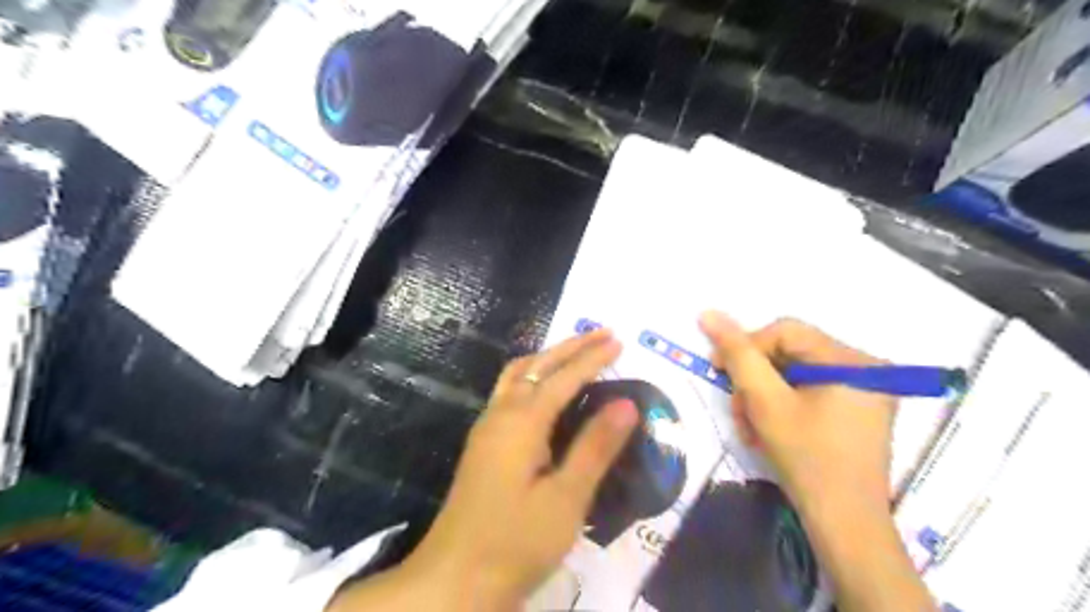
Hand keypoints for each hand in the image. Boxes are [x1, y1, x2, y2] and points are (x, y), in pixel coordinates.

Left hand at [400, 331, 640, 610]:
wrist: (455, 578)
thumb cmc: (515, 541)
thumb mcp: (566, 499)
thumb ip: (595, 448)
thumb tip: (625, 404)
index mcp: (522, 422)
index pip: (563, 378)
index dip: (592, 358)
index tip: (618, 340)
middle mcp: (501, 414)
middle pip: (536, 366)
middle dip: (570, 347)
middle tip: (602, 333)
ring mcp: (487, 428)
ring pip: (517, 375)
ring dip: (548, 358)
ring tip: (575, 351)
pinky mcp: (483, 444)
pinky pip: (509, 392)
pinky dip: (532, 376)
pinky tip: (543, 389)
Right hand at [699, 311, 894, 511]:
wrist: (845, 523)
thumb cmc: (807, 458)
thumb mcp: (765, 402)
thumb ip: (738, 354)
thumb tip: (708, 313)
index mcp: (851, 360)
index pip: (785, 331)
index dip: (746, 346)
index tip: (719, 372)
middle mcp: (865, 366)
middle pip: (790, 352)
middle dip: (755, 380)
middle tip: (738, 410)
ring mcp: (865, 389)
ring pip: (795, 373)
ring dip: (763, 396)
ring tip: (750, 427)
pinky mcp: (857, 409)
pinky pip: (809, 391)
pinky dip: (782, 406)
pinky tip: (769, 430)